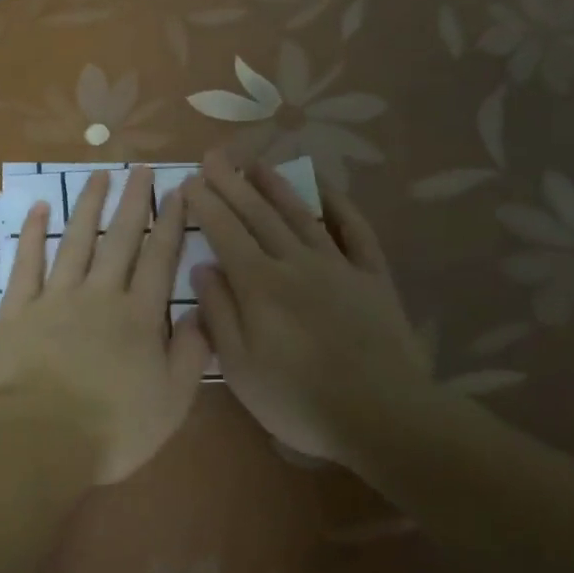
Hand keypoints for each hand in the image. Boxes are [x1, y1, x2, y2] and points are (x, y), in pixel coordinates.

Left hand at [0, 167, 209, 483]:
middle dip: (133, 201)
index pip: (160, 258)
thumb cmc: (113, 429)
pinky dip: (33, 233)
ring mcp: (55, 298)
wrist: (41, 439)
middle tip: (140, 169)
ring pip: (75, 240)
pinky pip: (26, 262)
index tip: (178, 191)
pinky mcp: (18, 309)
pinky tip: (40, 208)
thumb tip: (202, 311)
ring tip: (99, 176)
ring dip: (88, 205)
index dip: (171, 223)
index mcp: (139, 317)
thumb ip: (192, 353)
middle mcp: (100, 295)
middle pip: (120, 239)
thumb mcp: (172, 401)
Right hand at [185, 152, 430, 464]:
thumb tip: (204, 267)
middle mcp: (295, 264)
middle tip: (214, 156)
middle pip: (259, 215)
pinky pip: (356, 232)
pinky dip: (340, 207)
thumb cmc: (298, 400)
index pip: (225, 233)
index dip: (206, 204)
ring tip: (257, 163)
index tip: (190, 181)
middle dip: (233, 183)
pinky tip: (326, 190)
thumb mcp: (240, 367)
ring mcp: (338, 267)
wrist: (383, 416)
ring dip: (277, 186)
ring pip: (301, 215)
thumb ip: (220, 313)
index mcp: (259, 286)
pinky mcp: (372, 278)